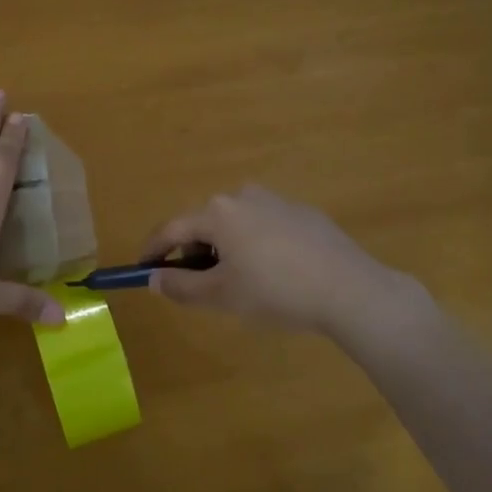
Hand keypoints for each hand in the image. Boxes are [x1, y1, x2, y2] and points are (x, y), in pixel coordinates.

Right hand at [140, 184, 416, 336]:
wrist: (349, 289)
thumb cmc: (275, 291)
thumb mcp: (222, 296)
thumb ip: (181, 286)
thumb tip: (153, 278)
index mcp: (218, 212)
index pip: (172, 229)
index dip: (153, 250)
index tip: (142, 269)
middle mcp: (243, 196)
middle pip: (205, 224)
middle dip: (193, 252)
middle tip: (194, 284)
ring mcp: (277, 201)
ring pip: (236, 224)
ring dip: (226, 248)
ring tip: (237, 282)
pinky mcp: (304, 213)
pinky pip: (266, 227)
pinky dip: (256, 246)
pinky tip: (273, 274)